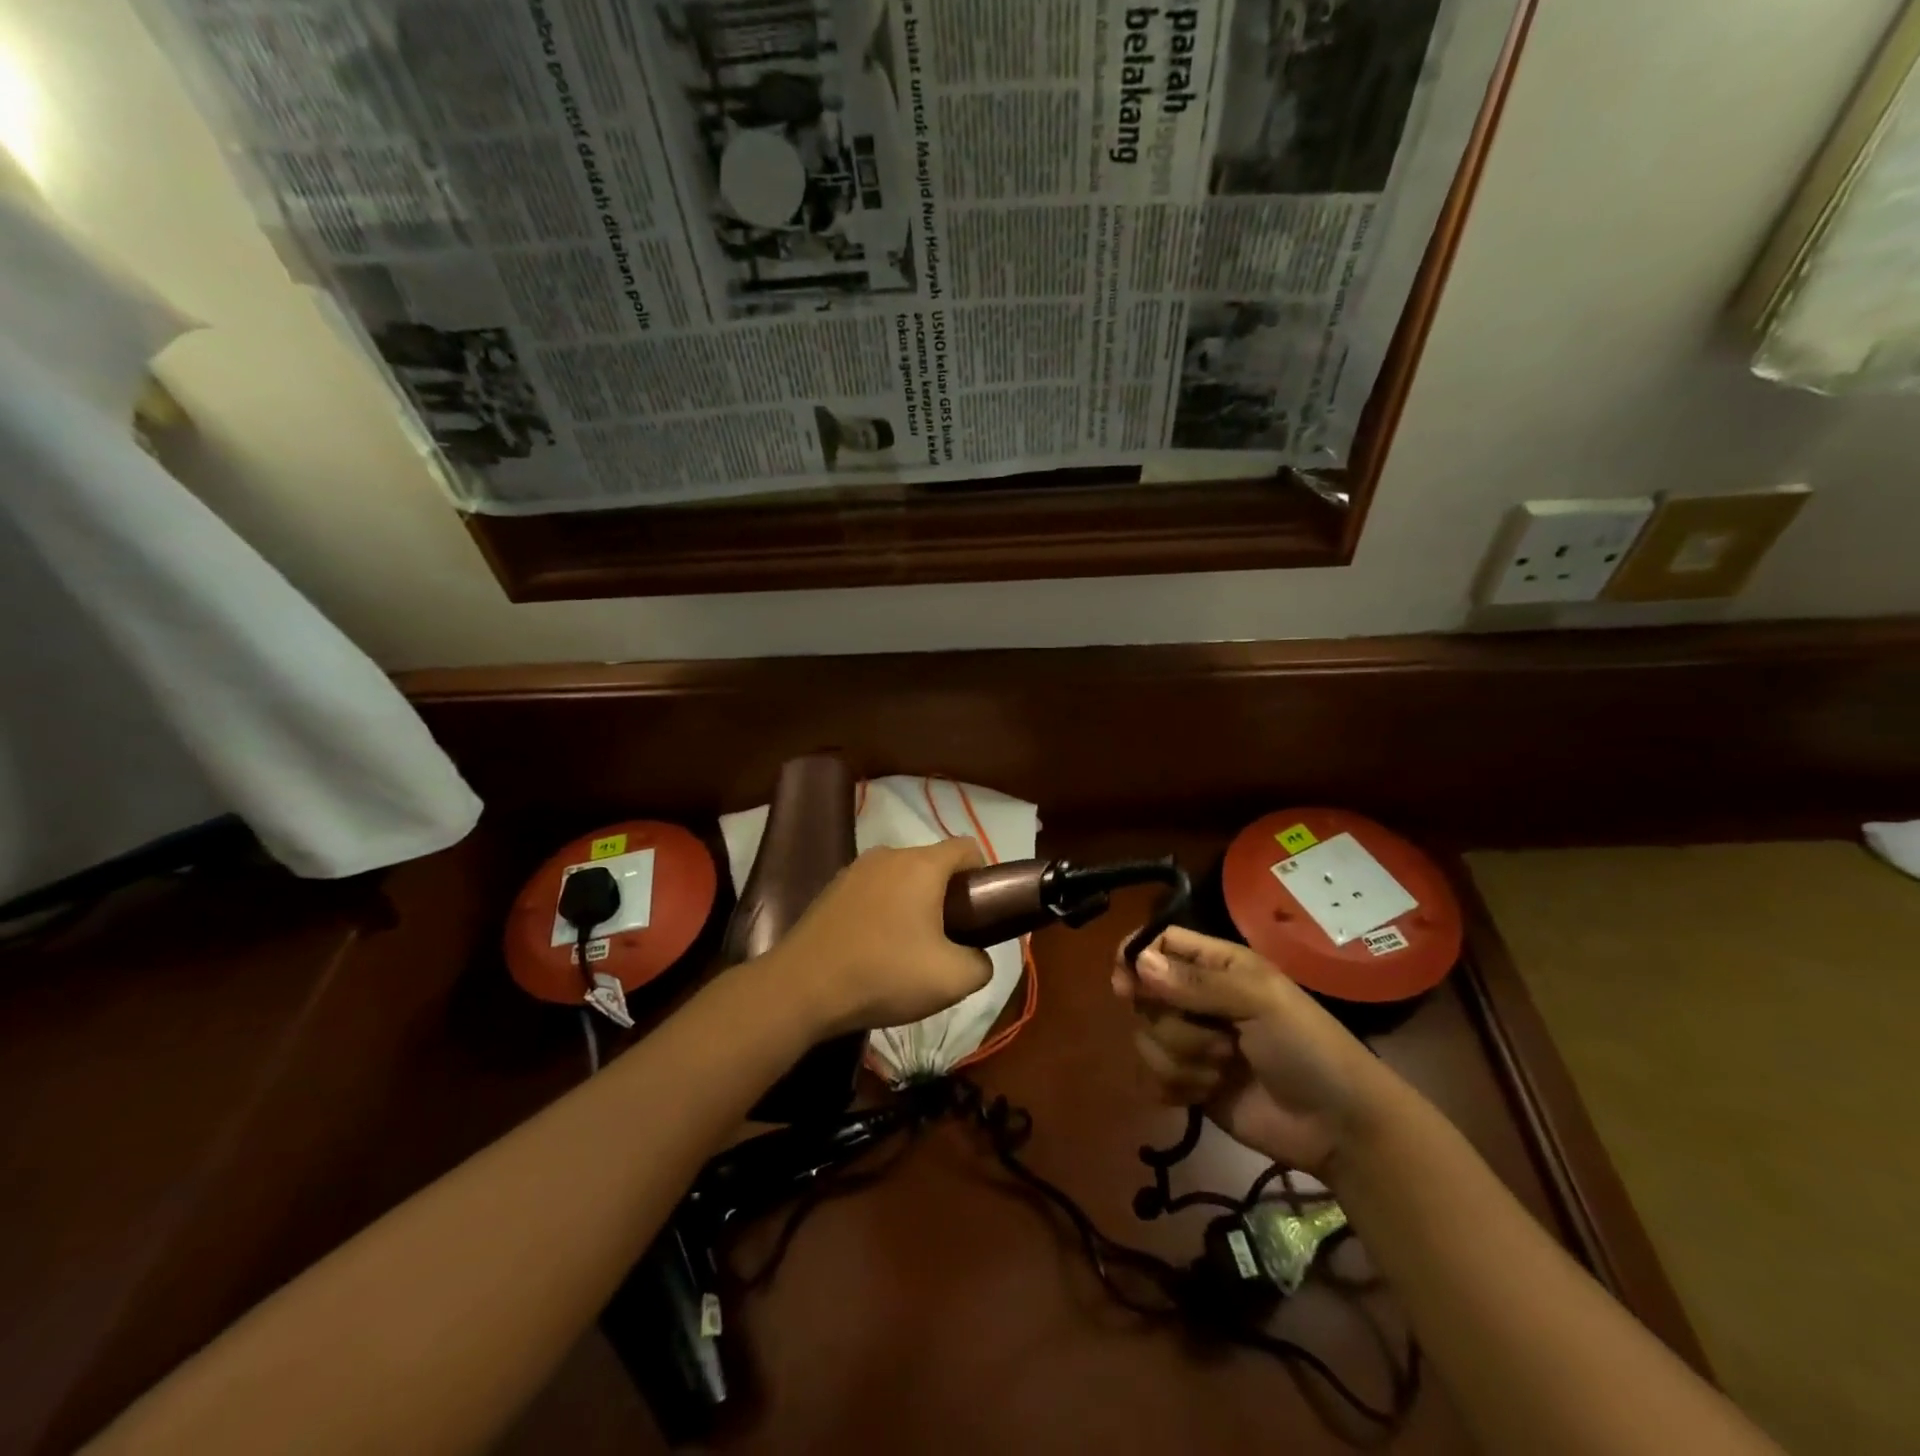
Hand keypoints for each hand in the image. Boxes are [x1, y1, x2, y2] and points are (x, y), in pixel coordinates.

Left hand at [769, 838, 992, 1036]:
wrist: (802, 987)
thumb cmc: (884, 974)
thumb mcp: (952, 980)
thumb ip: (981, 964)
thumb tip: (976, 957)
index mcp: (922, 865)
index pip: (967, 848)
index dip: (983, 876)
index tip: (980, 912)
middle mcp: (888, 855)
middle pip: (933, 864)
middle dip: (947, 895)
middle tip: (948, 939)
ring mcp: (855, 869)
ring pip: (901, 878)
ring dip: (914, 904)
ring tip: (909, 948)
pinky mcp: (831, 889)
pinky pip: (873, 891)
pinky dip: (884, 910)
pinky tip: (875, 948)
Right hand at [1113, 926, 1392, 1176]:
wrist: (1337, 1126)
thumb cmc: (1307, 1047)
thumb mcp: (1259, 1001)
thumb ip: (1196, 983)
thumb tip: (1137, 963)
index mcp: (1215, 965)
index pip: (1159, 944)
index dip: (1136, 958)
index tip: (1126, 984)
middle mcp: (1196, 998)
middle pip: (1145, 996)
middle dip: (1174, 1023)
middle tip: (1217, 1036)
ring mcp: (1191, 1042)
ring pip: (1146, 1039)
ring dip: (1183, 1059)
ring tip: (1225, 1070)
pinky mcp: (1188, 1084)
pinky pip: (1152, 1078)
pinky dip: (1178, 1087)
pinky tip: (1208, 1093)